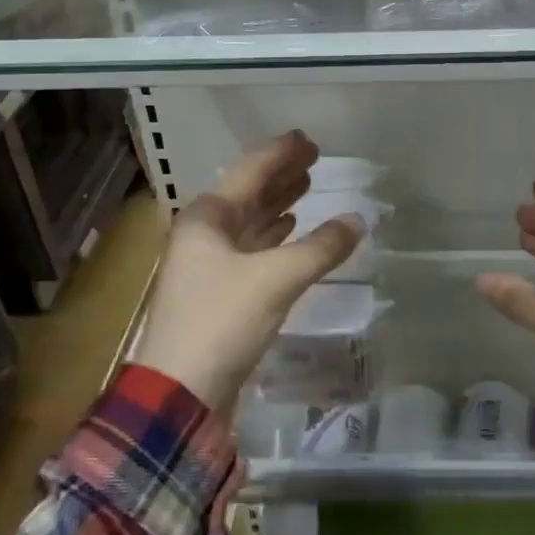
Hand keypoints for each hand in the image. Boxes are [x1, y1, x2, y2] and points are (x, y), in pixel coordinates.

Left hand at [136, 131, 363, 411]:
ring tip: (307, 187)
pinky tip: (290, 231)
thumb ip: (320, 247)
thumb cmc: (221, 321)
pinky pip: (250, 250)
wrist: (178, 394)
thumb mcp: (277, 278)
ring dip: (277, 205)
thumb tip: (357, 220)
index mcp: (207, 217)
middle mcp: (203, 234)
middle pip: (248, 194)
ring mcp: (207, 264)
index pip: (251, 171)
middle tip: (314, 160)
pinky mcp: (217, 293)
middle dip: (281, 176)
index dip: (281, 154)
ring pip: (249, 222)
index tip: (308, 140)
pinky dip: (272, 237)